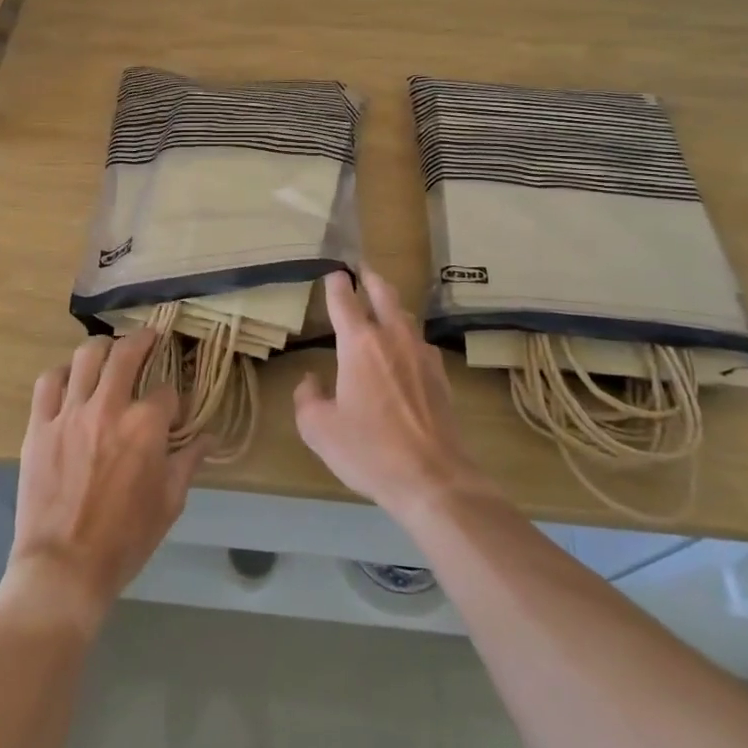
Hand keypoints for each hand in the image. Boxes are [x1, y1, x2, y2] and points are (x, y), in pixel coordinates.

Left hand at [0, 330, 204, 635]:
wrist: (64, 569)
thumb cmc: (125, 540)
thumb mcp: (169, 503)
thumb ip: (189, 462)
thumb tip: (209, 438)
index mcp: (145, 426)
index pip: (166, 392)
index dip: (174, 399)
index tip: (173, 410)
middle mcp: (109, 407)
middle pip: (127, 353)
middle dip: (143, 340)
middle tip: (149, 338)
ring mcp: (70, 413)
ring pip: (86, 356)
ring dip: (103, 348)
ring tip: (109, 351)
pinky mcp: (39, 426)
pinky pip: (48, 382)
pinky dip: (62, 373)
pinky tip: (71, 379)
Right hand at [295, 270, 491, 520]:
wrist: (434, 479)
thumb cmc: (369, 450)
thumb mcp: (319, 429)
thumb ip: (307, 398)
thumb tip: (312, 380)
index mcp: (359, 344)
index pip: (344, 300)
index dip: (336, 283)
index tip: (333, 272)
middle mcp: (393, 338)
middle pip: (384, 293)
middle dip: (370, 277)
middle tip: (361, 268)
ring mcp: (422, 354)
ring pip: (405, 316)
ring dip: (391, 304)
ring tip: (382, 306)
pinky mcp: (440, 376)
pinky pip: (420, 343)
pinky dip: (407, 336)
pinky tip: (404, 351)